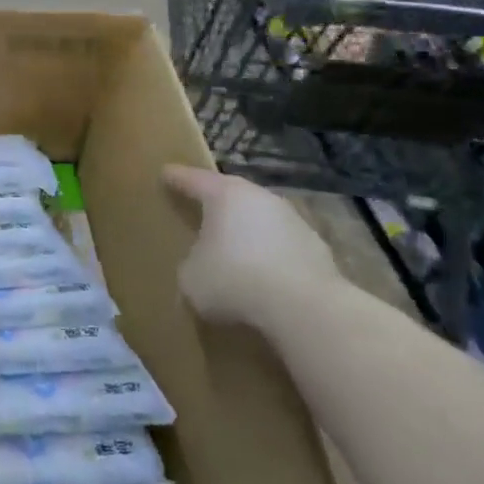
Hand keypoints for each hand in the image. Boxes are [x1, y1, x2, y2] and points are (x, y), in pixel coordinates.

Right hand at [162, 165, 339, 325]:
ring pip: (260, 221)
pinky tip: (263, 279)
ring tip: (234, 254)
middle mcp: (259, 198)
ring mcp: (294, 221)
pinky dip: (270, 258)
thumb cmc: (234, 280)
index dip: (176, 178)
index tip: (166, 173)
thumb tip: (199, 269)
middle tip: (200, 214)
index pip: (193, 179)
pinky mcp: (318, 250)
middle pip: (231, 196)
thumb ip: (190, 265)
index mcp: (224, 194)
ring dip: (247, 234)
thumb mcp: (191, 278)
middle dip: (216, 206)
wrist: (306, 309)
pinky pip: (282, 248)